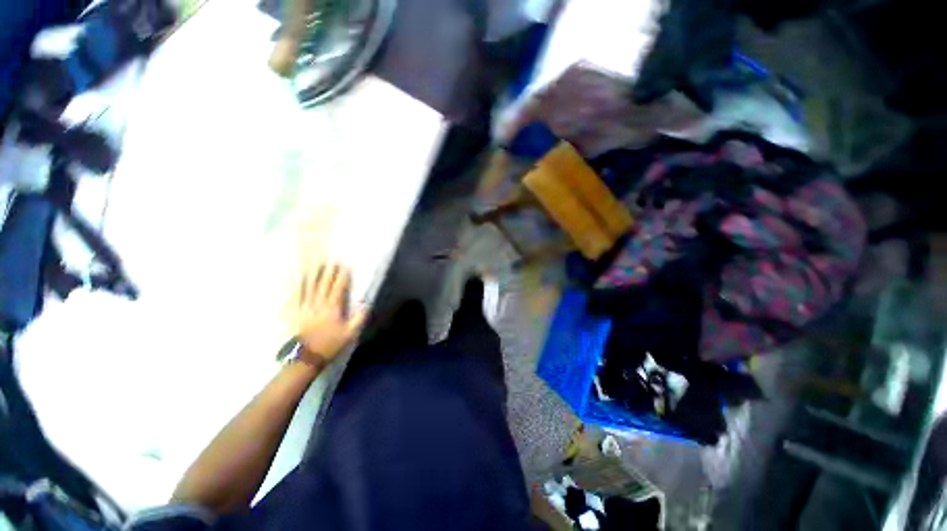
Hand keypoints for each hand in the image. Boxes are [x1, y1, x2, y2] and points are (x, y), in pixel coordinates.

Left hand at [291, 263, 365, 363]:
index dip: (341, 277)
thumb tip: (366, 304)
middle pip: (323, 285)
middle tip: (330, 262)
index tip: (344, 267)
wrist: (306, 357)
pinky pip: (294, 296)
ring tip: (315, 265)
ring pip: (308, 287)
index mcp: (332, 309)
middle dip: (328, 272)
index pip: (338, 289)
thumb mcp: (350, 334)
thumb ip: (359, 318)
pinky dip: (296, 287)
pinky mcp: (293, 313)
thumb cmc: (330, 344)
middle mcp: (318, 304)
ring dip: (312, 275)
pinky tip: (297, 280)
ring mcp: (304, 307)